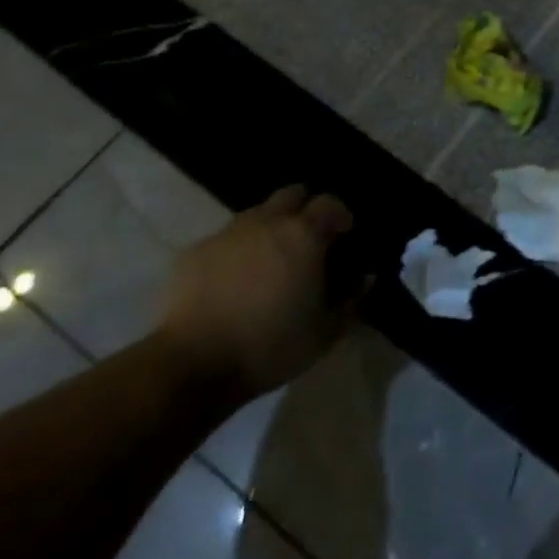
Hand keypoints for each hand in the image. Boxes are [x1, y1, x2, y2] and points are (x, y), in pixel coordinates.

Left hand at [159, 185, 355, 392]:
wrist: (192, 365)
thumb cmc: (270, 346)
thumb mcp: (325, 332)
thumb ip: (352, 299)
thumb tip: (366, 277)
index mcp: (303, 234)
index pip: (330, 203)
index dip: (340, 215)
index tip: (345, 236)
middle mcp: (266, 222)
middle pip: (292, 194)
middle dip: (304, 209)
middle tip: (308, 241)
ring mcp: (227, 233)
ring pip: (256, 214)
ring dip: (270, 228)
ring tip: (270, 262)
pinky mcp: (193, 252)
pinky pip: (225, 239)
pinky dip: (237, 251)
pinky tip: (233, 281)